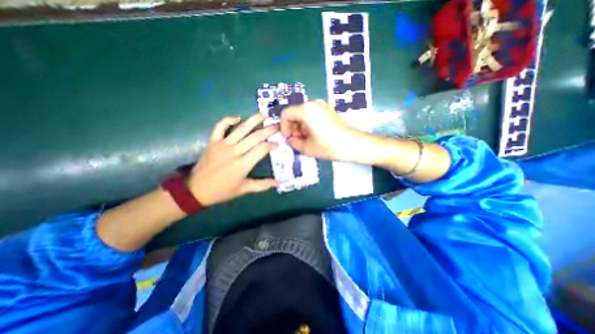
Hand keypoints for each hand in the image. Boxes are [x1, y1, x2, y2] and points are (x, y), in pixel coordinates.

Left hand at [188, 114, 278, 205]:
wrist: (196, 190)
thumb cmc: (222, 191)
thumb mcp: (244, 189)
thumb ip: (262, 185)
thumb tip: (278, 183)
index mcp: (243, 164)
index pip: (261, 149)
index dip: (271, 145)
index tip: (278, 143)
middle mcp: (234, 151)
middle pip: (254, 137)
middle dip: (268, 130)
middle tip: (277, 126)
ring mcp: (222, 145)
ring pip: (241, 129)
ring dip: (253, 120)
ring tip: (263, 115)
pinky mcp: (213, 142)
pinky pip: (220, 126)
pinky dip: (228, 120)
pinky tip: (237, 117)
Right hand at [282, 99, 364, 159]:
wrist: (353, 144)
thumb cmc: (328, 146)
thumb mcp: (307, 148)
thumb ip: (293, 143)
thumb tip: (290, 140)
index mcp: (306, 110)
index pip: (286, 114)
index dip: (283, 127)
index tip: (288, 138)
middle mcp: (313, 103)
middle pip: (294, 113)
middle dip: (292, 127)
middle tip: (297, 140)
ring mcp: (321, 106)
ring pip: (303, 114)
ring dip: (300, 127)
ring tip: (306, 140)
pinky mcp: (327, 110)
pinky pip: (311, 114)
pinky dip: (308, 124)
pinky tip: (314, 135)